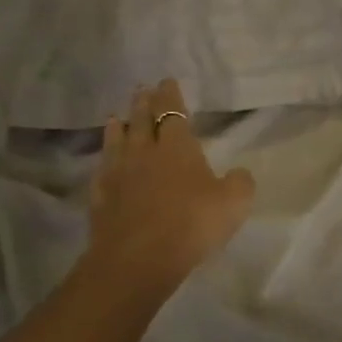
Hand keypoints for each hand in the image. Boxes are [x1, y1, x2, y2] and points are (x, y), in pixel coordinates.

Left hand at [87, 79, 254, 287]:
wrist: (137, 259)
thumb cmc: (191, 224)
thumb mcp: (234, 203)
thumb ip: (240, 182)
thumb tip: (239, 173)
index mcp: (177, 147)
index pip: (173, 112)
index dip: (171, 96)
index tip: (167, 81)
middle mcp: (144, 153)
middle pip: (142, 121)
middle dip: (144, 104)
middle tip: (142, 90)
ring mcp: (118, 175)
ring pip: (117, 142)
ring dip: (119, 127)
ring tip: (117, 117)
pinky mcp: (101, 199)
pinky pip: (102, 172)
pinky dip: (104, 161)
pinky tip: (104, 162)